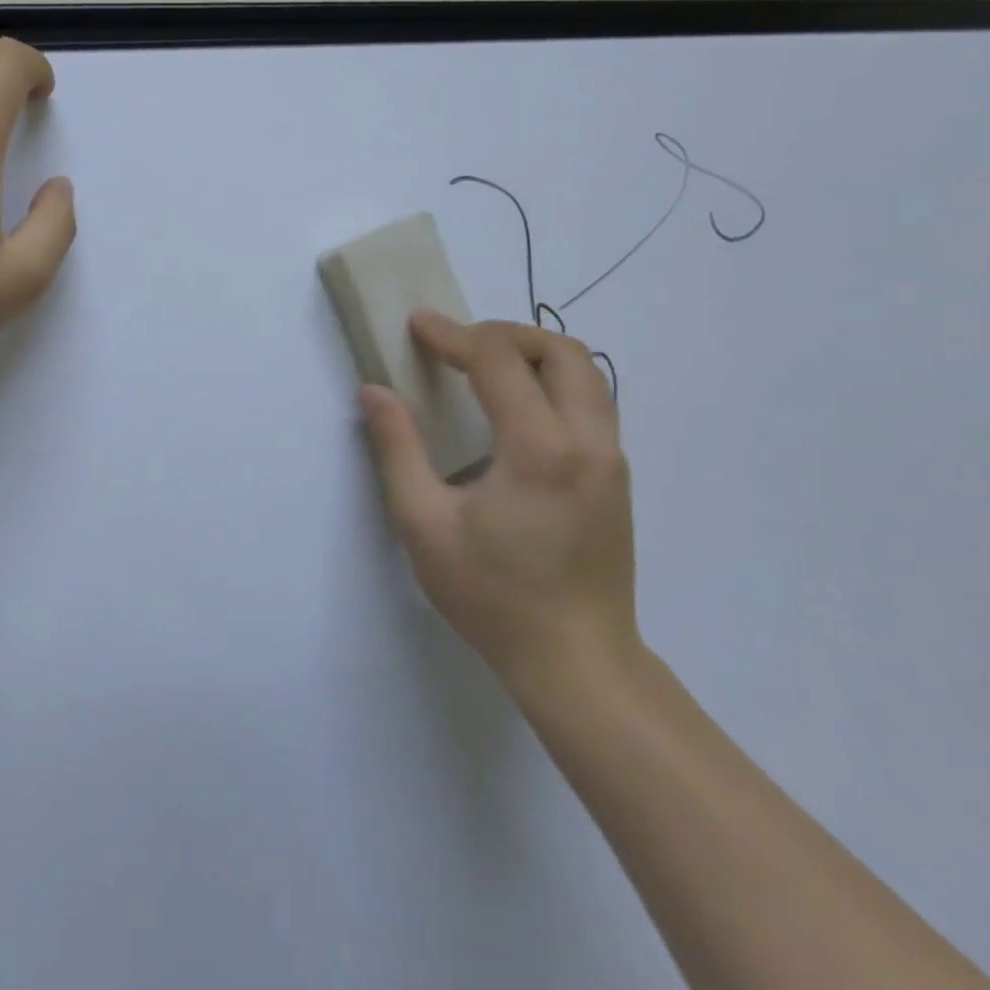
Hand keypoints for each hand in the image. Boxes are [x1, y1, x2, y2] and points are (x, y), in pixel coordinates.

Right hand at [360, 314, 638, 690]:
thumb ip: (397, 448)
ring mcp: (611, 460)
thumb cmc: (492, 596)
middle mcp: (588, 441)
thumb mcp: (423, 524)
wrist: (577, 663)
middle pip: (560, 350)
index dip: (452, 335)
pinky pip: (591, 403)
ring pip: (586, 374)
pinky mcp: (616, 478)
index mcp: (540, 448)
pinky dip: (551, 383)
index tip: (416, 326)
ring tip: (483, 369)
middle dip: (503, 333)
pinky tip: (514, 412)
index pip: (498, 360)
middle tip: (456, 345)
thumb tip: (374, 391)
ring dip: (533, 355)